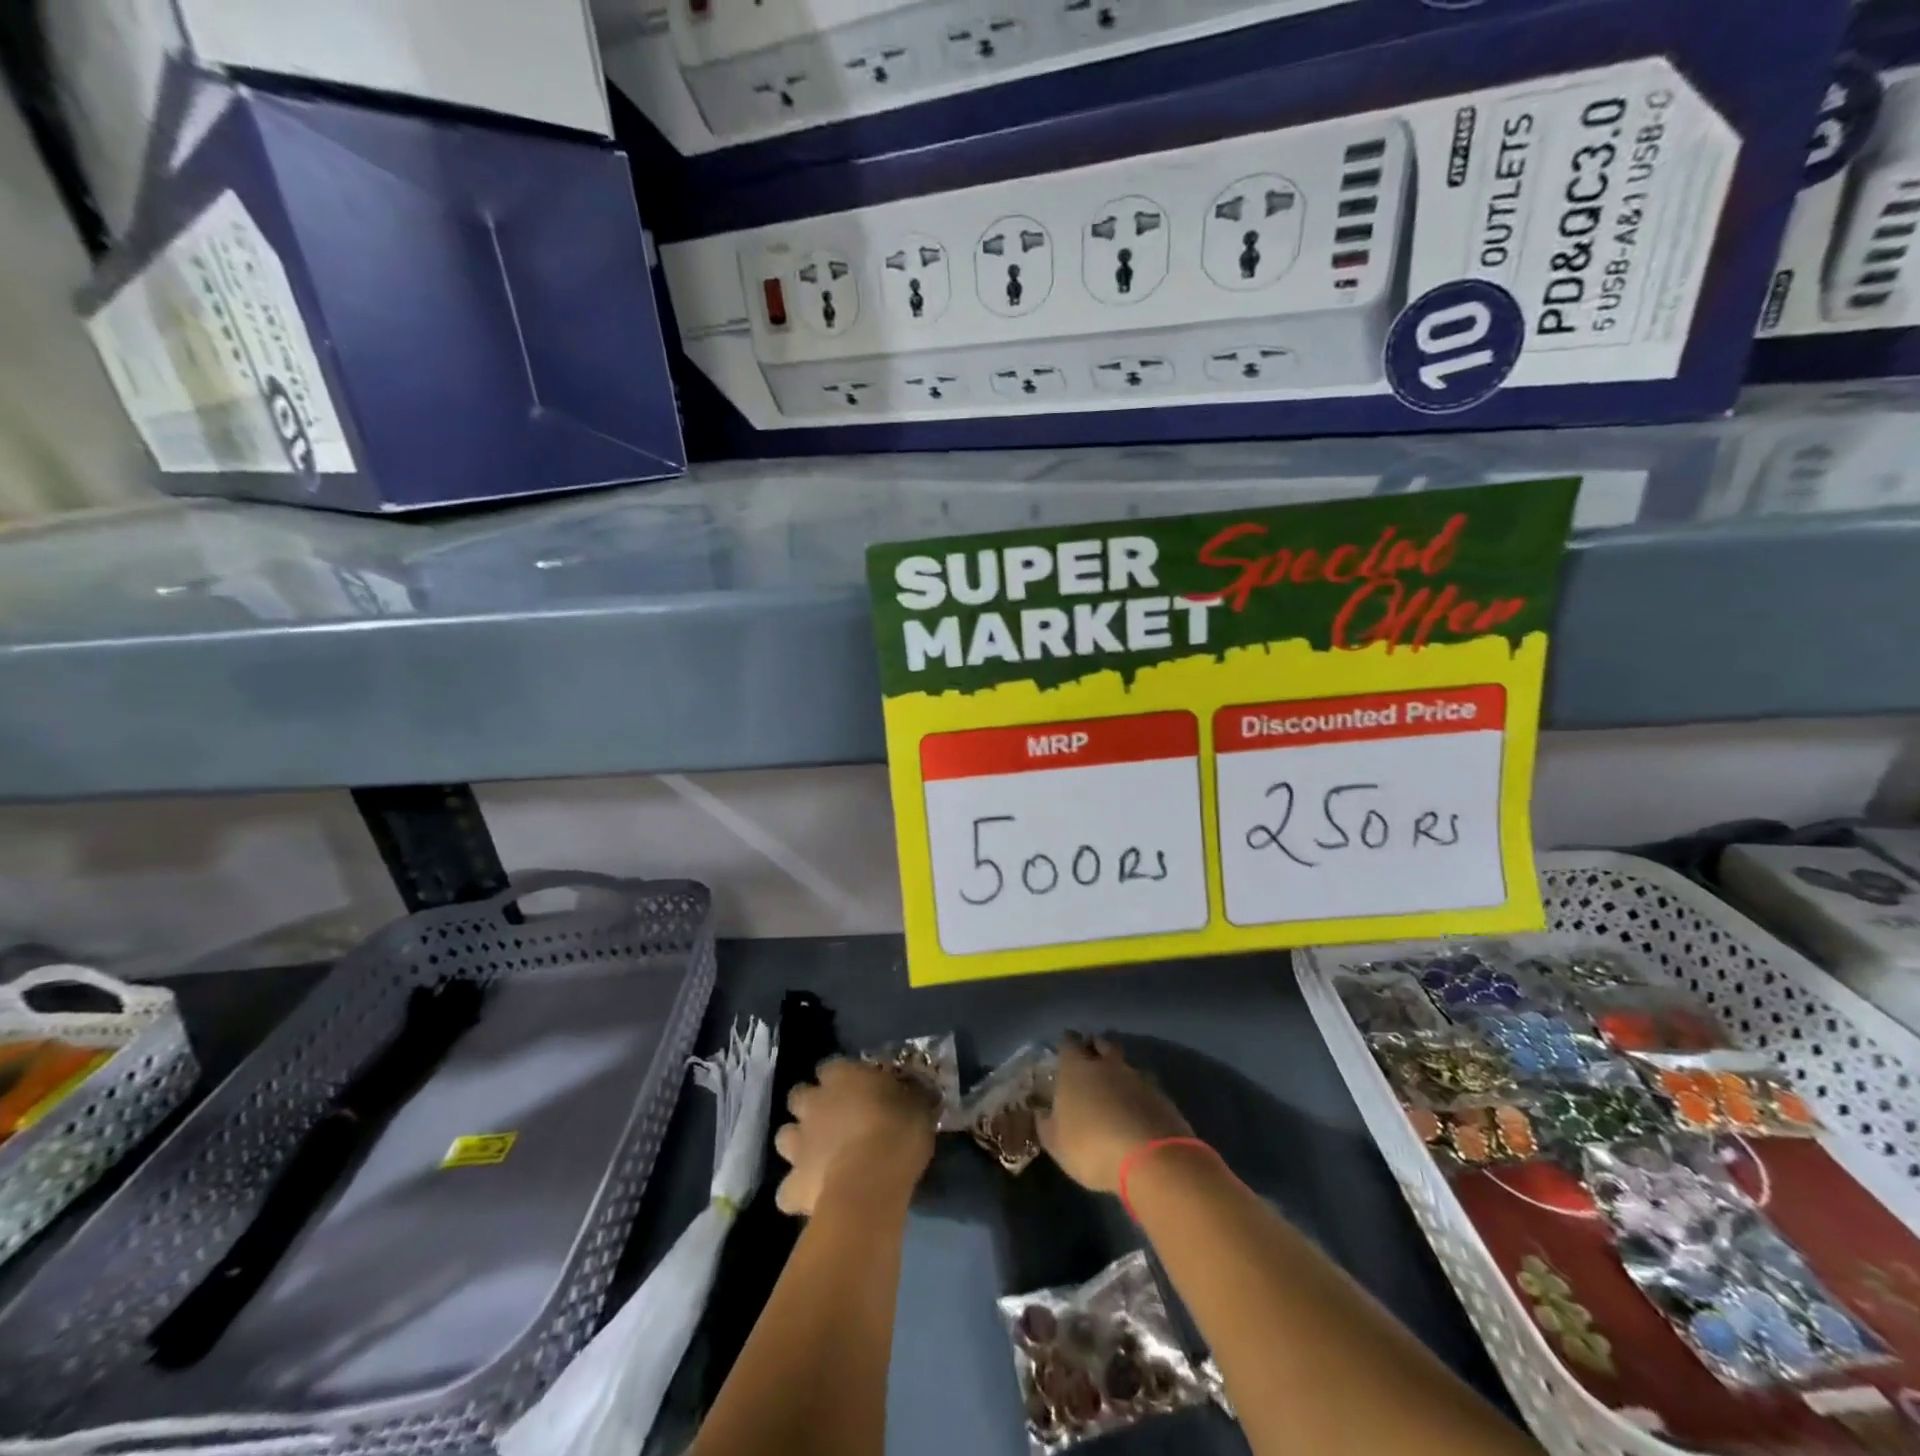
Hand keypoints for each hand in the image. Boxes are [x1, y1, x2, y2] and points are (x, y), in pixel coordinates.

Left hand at [773, 1057, 935, 1216]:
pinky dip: (796, 1193)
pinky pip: (787, 1190)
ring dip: (798, 1145)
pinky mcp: (793, 1184)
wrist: (872, 1182)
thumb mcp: (918, 1103)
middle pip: (798, 1097)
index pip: (831, 1067)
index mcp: (841, 1076)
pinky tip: (813, 1198)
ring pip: (784, 1137)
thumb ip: (909, 1094)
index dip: (840, 1079)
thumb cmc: (899, 1131)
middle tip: (832, 1121)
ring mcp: (798, 1144)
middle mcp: (813, 1104)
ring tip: (819, 1158)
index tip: (856, 1090)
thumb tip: (915, 1090)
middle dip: (809, 1107)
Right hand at [1039, 1034, 1192, 1193]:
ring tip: (1115, 1087)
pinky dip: (1138, 1092)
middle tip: (1091, 1060)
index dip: (1066, 1044)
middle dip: (1096, 1046)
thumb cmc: (1092, 1147)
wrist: (1151, 1160)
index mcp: (1076, 1068)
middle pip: (1102, 1042)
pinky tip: (1136, 1108)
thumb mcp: (1057, 1144)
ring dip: (1119, 1070)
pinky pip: (1145, 1085)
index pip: (1068, 1042)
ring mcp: (1137, 1077)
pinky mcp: (1162, 1095)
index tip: (1064, 1051)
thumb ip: (1046, 1124)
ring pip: (1125, 1063)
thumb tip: (1041, 1111)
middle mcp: (1106, 1064)